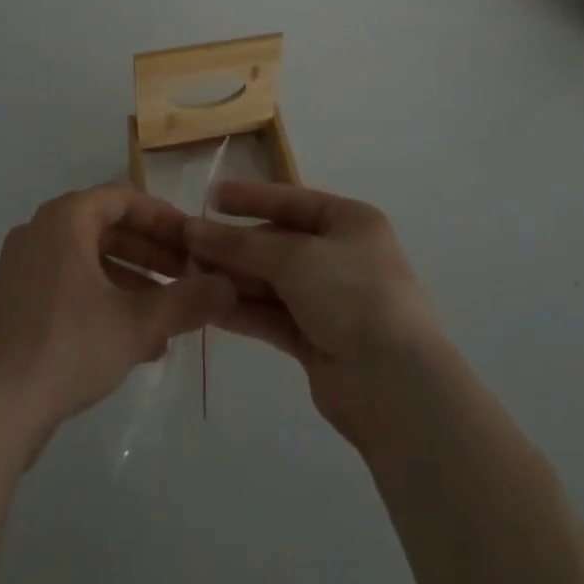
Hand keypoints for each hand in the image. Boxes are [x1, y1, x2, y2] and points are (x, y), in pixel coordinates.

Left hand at [0, 184, 234, 457]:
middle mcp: (39, 231)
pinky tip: (131, 341)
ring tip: (166, 318)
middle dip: (151, 254)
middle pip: (106, 229)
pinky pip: (67, 285)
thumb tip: (229, 287)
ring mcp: (21, 267)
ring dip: (130, 282)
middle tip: (186, 278)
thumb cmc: (67, 347)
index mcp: (65, 218)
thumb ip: (186, 301)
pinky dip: (101, 300)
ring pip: (88, 261)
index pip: (124, 198)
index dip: (163, 218)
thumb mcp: (137, 324)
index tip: (193, 241)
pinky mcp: (12, 303)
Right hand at [184, 183, 444, 443]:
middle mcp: (341, 256)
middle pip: (277, 243)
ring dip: (233, 277)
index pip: (291, 200)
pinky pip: (272, 315)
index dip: (250, 198)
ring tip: (187, 275)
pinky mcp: (317, 340)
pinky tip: (207, 306)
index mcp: (350, 222)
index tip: (210, 197)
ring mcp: (329, 300)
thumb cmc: (351, 295)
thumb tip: (192, 229)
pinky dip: (243, 310)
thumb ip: (240, 244)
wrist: (395, 386)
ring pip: (272, 281)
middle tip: (188, 245)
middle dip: (235, 245)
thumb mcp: (294, 258)